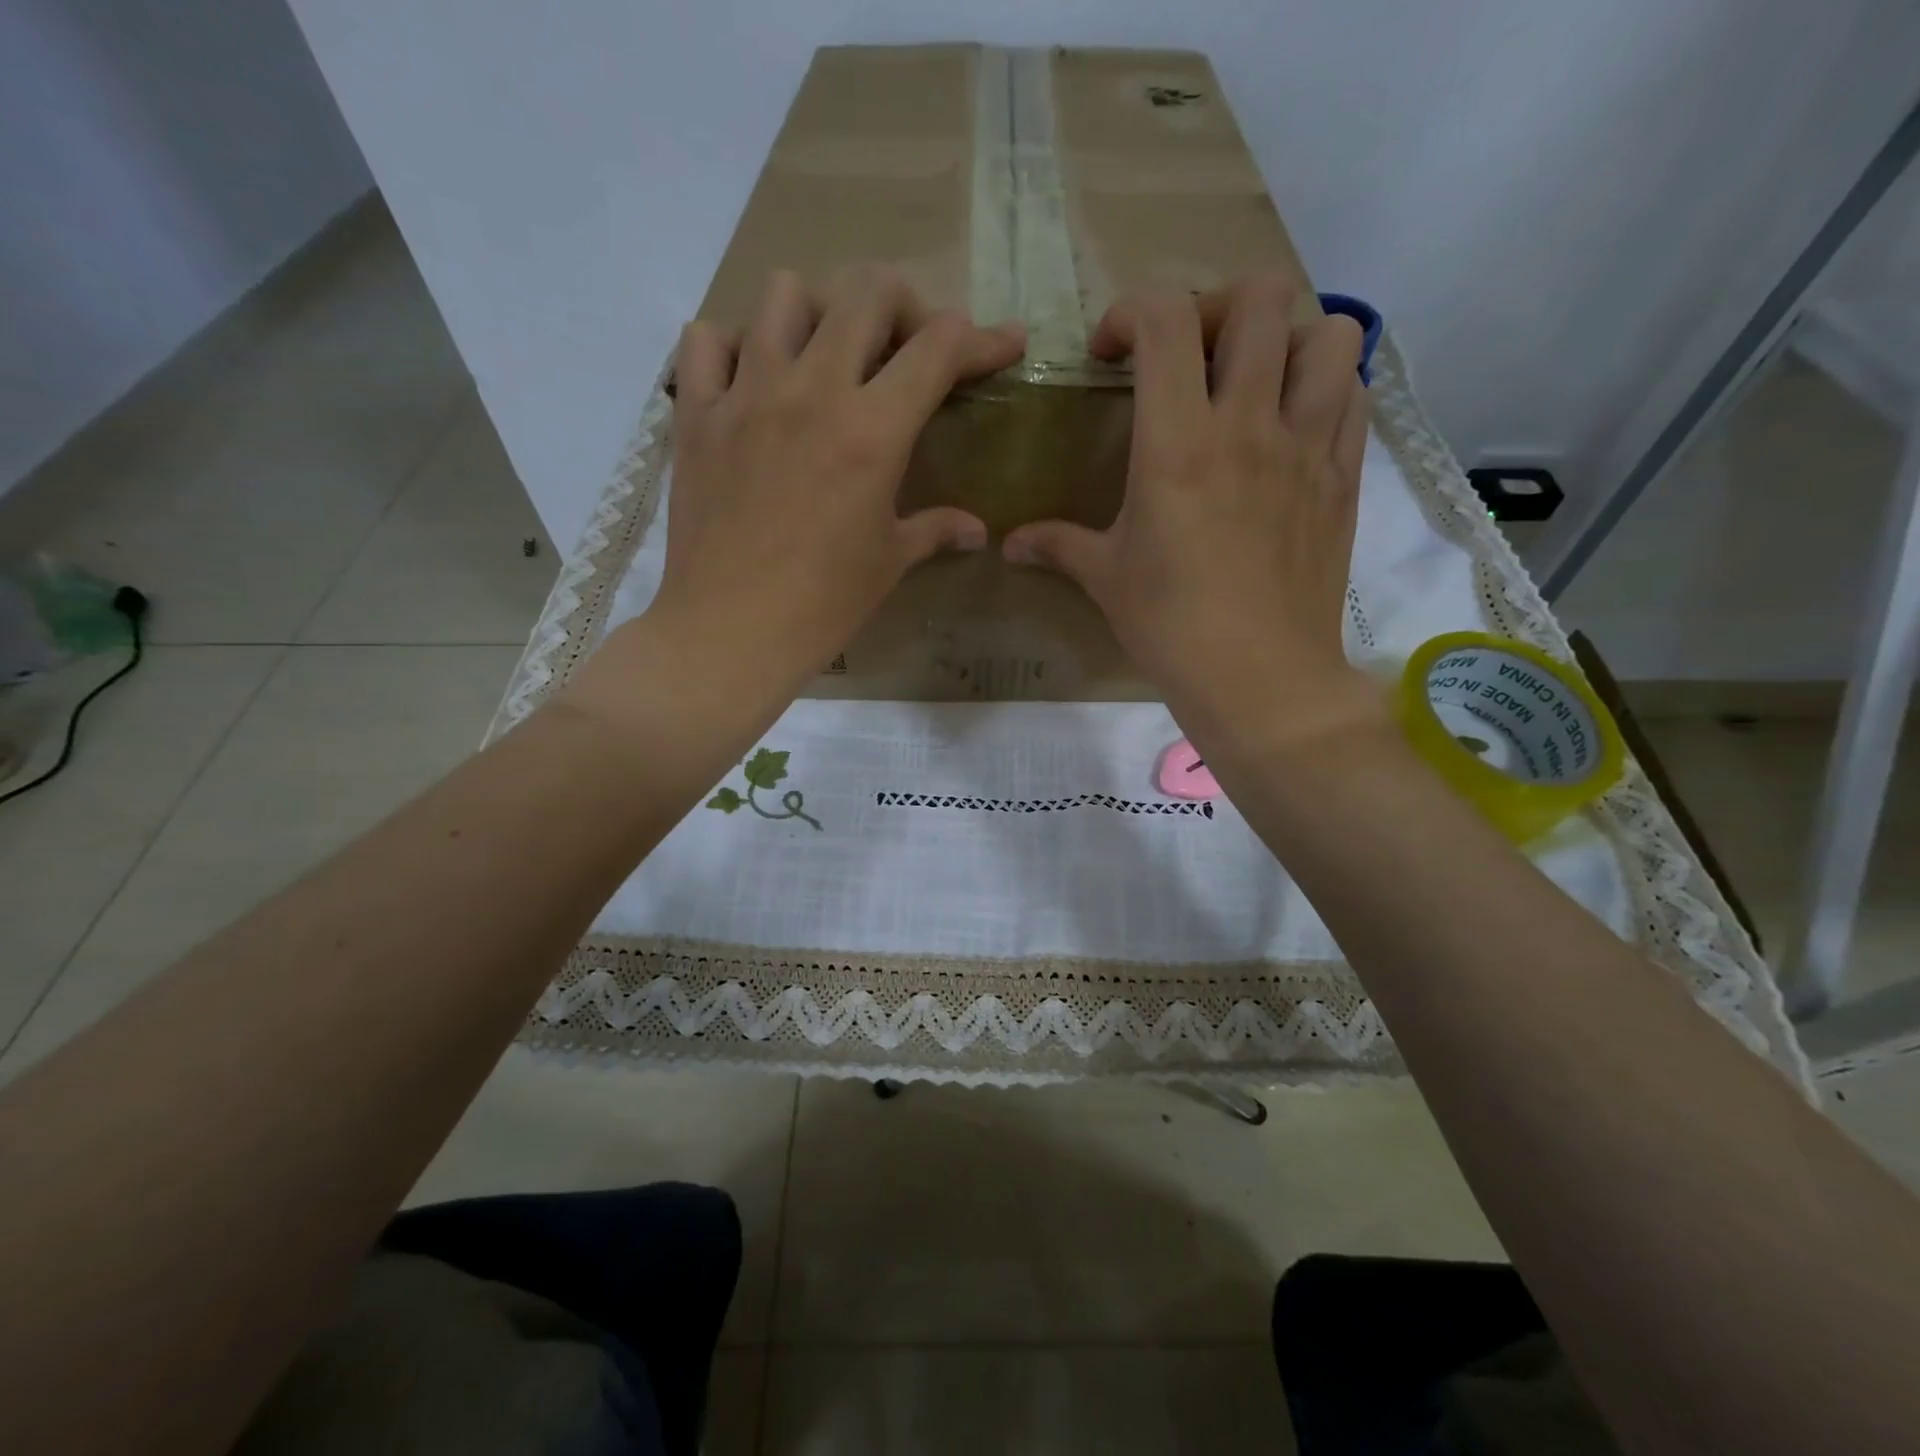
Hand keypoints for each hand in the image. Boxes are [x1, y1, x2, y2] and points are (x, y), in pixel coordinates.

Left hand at [647, 266, 1024, 695]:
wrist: (732, 631)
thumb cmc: (824, 604)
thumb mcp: (889, 562)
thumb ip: (935, 529)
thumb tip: (976, 530)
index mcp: (872, 431)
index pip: (939, 348)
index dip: (984, 337)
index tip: (1005, 344)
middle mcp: (812, 391)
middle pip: (867, 292)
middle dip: (905, 307)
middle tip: (908, 349)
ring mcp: (746, 395)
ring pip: (784, 294)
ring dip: (819, 313)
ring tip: (825, 357)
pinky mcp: (696, 415)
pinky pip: (706, 340)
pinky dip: (733, 346)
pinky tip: (751, 381)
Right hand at [1002, 275, 1377, 750]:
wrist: (1259, 678)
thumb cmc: (1171, 627)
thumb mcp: (1105, 579)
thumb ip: (1056, 545)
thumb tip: (1008, 545)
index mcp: (1178, 444)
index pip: (1166, 320)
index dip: (1132, 311)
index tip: (1112, 354)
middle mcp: (1249, 425)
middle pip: (1261, 298)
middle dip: (1217, 306)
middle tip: (1192, 353)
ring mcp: (1307, 447)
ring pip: (1329, 333)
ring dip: (1288, 338)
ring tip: (1255, 377)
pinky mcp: (1343, 477)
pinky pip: (1354, 395)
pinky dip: (1326, 387)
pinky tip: (1293, 422)